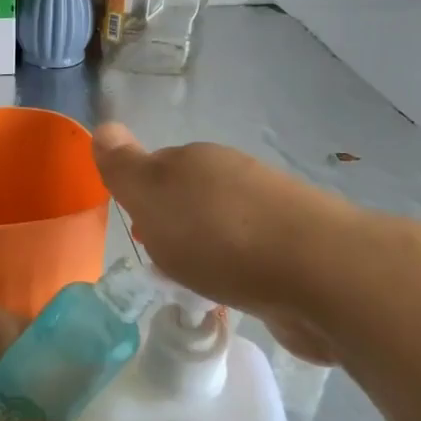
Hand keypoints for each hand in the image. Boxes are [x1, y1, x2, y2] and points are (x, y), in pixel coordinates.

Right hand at [93, 122, 346, 363]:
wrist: (318, 274)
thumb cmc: (219, 235)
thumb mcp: (153, 196)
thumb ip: (125, 167)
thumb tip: (103, 126)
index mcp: (197, 160)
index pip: (157, 168)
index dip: (141, 197)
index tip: (137, 229)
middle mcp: (235, 177)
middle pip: (191, 197)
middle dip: (174, 226)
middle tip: (160, 262)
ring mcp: (270, 213)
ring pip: (222, 227)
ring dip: (206, 250)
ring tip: (194, 284)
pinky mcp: (295, 253)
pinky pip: (250, 258)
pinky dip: (236, 273)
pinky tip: (234, 294)